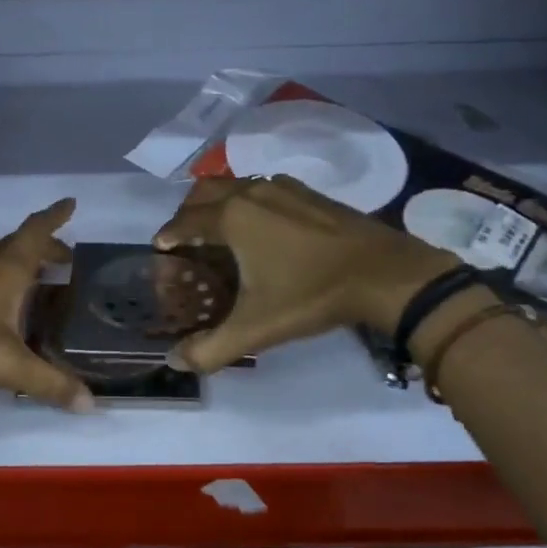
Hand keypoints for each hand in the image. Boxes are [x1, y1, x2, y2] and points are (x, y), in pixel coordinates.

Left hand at [0, 198, 94, 411]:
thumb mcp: (6, 363)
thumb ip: (48, 383)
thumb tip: (91, 404)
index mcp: (7, 267)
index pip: (38, 231)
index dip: (56, 216)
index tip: (71, 202)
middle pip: (20, 245)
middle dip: (45, 249)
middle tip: (65, 262)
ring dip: (19, 264)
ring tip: (35, 282)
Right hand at [152, 175, 460, 372]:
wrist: (386, 274)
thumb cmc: (312, 295)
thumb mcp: (256, 329)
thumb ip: (210, 348)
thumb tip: (174, 362)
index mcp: (233, 218)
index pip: (185, 221)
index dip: (168, 234)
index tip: (160, 247)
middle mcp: (252, 193)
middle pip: (205, 191)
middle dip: (188, 211)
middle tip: (185, 237)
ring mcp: (284, 188)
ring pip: (236, 185)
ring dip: (218, 202)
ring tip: (219, 231)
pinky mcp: (310, 192)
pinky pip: (264, 188)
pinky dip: (249, 200)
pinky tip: (263, 225)